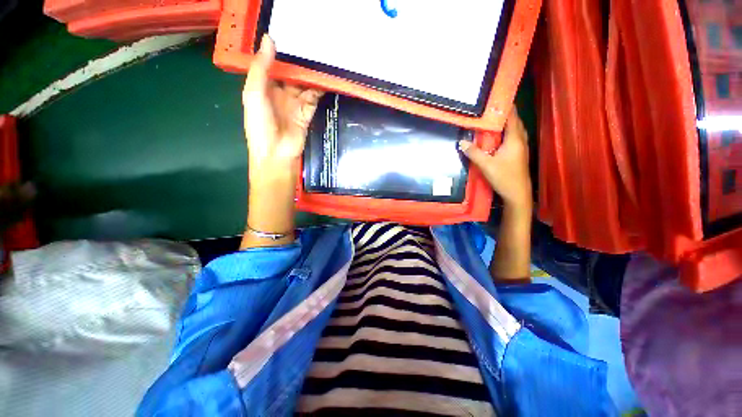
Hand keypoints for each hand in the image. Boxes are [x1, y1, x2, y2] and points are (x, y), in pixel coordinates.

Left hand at [243, 35, 322, 187]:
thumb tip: (270, 39)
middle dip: (298, 60)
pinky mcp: (307, 112)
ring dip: (310, 72)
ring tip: (320, 54)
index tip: (288, 32)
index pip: (271, 64)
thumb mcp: (254, 94)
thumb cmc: (260, 124)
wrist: (277, 153)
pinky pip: (314, 97)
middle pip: (290, 73)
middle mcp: (279, 93)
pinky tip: (325, 76)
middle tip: (309, 40)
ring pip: (303, 83)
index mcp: (263, 87)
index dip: (278, 50)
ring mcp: (294, 103)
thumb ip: (261, 68)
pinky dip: (319, 88)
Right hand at [459, 110, 531, 208]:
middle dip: (505, 113)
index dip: (505, 106)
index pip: (511, 117)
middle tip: (490, 109)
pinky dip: (506, 132)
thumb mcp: (486, 165)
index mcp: (514, 139)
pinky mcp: (519, 154)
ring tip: (493, 120)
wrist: (518, 193)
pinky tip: (498, 137)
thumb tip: (461, 142)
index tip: (496, 98)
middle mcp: (520, 140)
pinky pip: (513, 137)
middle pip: (515, 121)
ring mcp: (521, 147)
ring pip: (515, 130)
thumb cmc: (504, 177)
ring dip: (506, 123)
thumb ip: (473, 152)